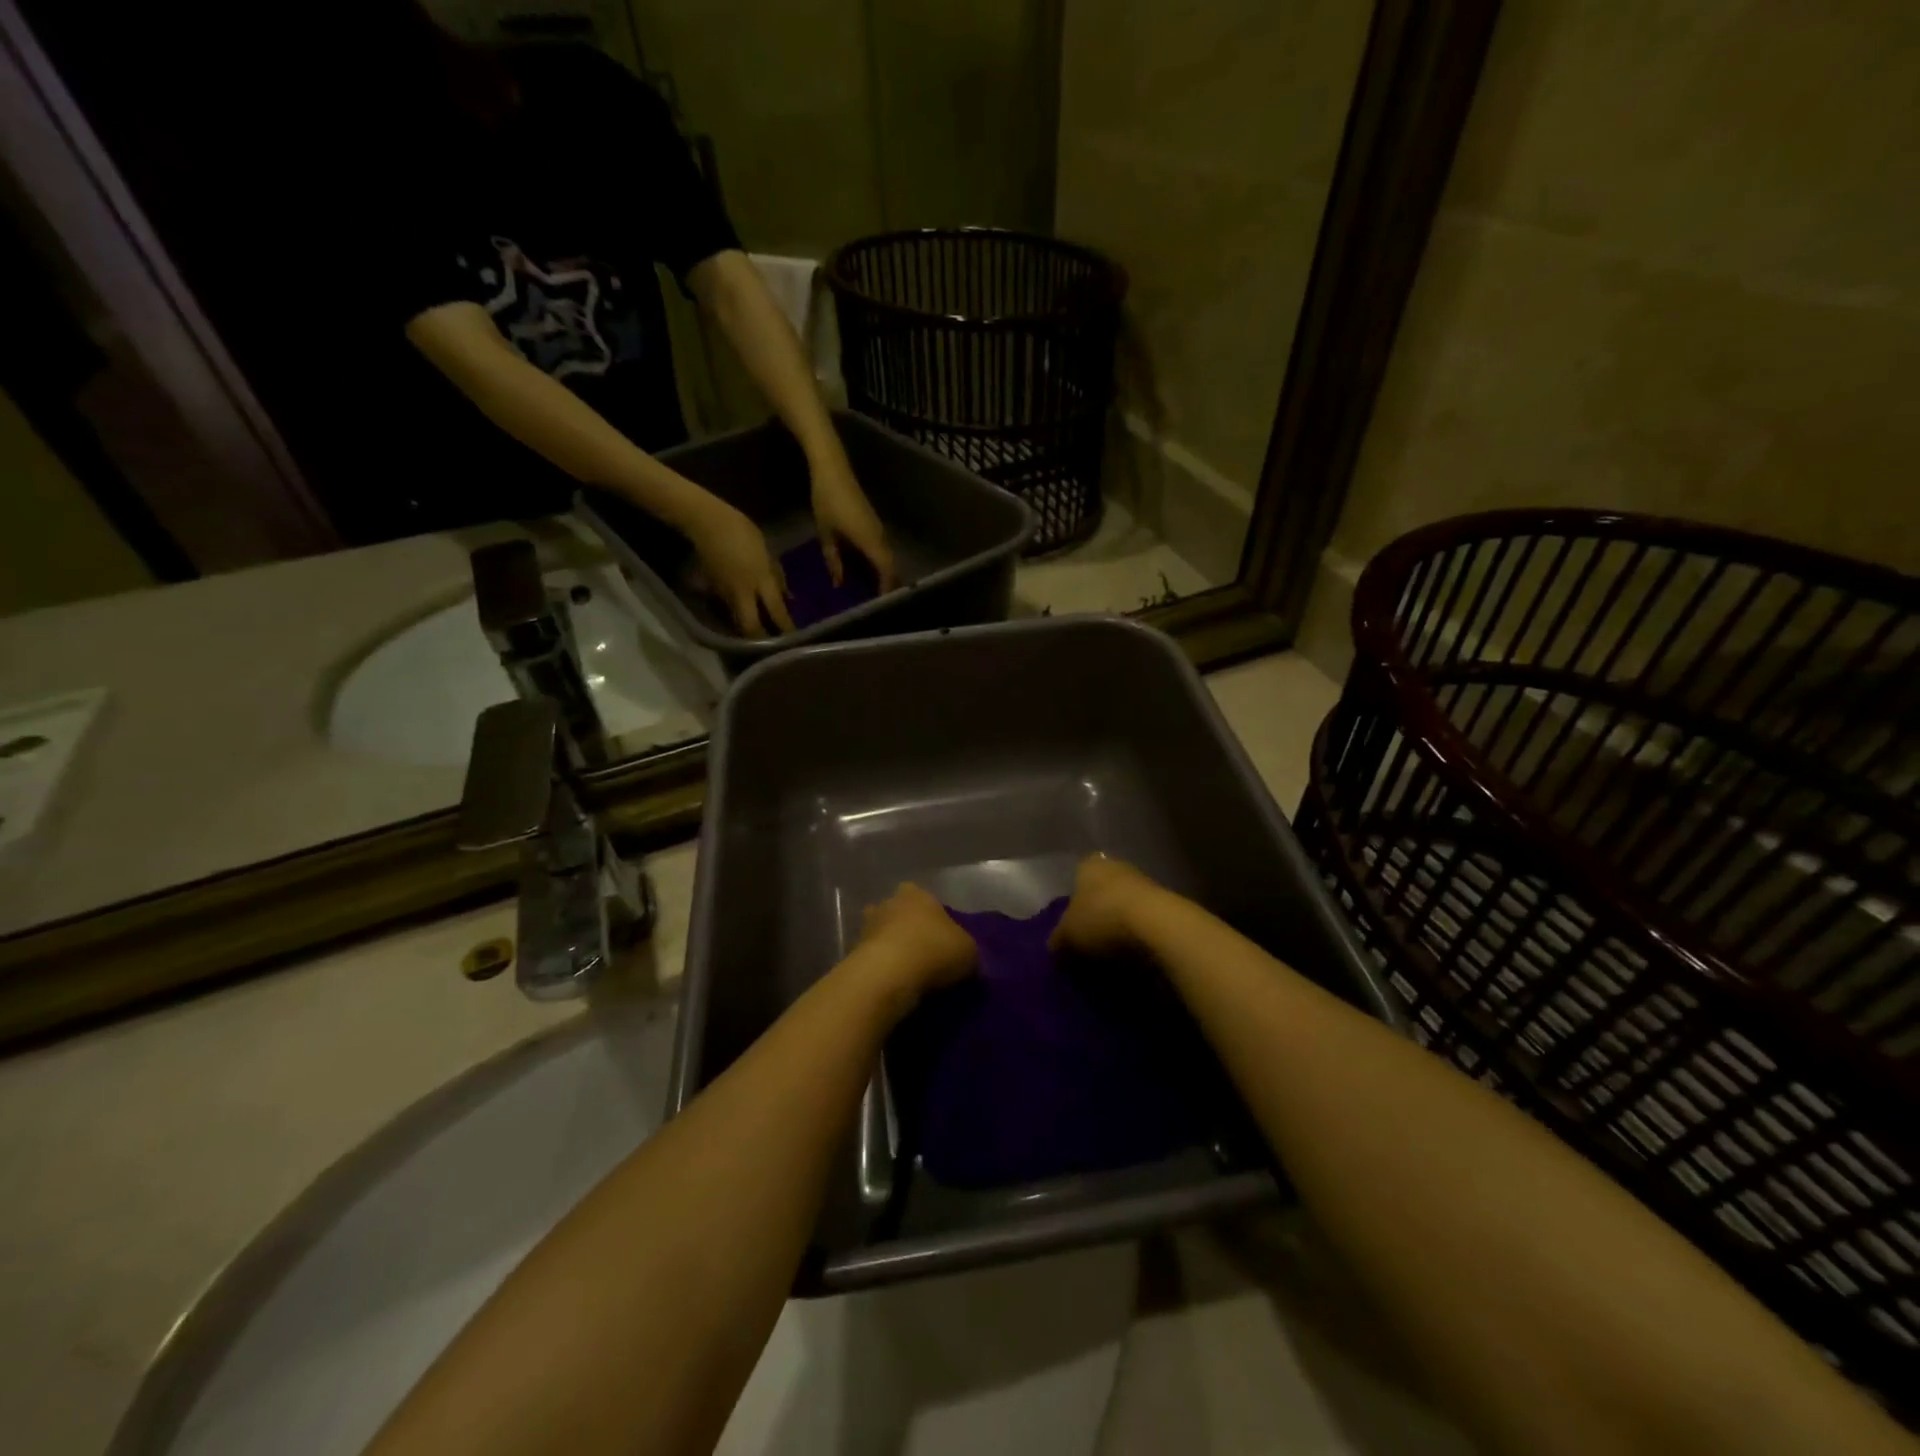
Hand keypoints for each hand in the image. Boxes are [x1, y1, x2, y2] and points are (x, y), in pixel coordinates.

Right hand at [685, 497, 794, 637]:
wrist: (707, 523)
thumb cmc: (743, 531)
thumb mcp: (768, 552)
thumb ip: (778, 577)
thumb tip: (788, 598)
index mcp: (760, 579)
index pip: (776, 611)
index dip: (786, 628)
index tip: (796, 639)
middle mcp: (742, 592)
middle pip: (751, 627)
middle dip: (762, 640)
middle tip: (774, 647)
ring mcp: (725, 593)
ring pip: (738, 622)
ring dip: (750, 631)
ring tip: (762, 638)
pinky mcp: (713, 591)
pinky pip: (730, 610)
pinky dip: (741, 617)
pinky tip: (747, 617)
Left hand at [809, 450, 897, 592]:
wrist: (833, 468)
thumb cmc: (827, 500)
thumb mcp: (826, 534)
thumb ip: (833, 560)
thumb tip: (839, 583)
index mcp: (870, 541)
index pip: (886, 571)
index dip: (886, 589)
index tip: (883, 606)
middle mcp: (880, 537)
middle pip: (891, 567)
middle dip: (888, 586)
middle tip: (880, 604)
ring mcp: (879, 529)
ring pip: (888, 558)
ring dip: (884, 574)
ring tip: (874, 592)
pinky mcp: (874, 523)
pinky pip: (882, 549)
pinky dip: (879, 563)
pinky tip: (868, 571)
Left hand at [856, 883, 975, 998]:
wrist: (888, 976)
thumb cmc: (934, 951)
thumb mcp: (969, 951)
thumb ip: (966, 948)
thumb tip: (964, 957)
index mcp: (917, 893)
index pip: (927, 899)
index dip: (936, 918)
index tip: (944, 939)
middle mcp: (888, 903)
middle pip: (900, 914)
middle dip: (908, 931)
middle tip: (925, 956)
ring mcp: (866, 927)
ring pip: (883, 936)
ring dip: (892, 951)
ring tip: (909, 976)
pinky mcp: (852, 954)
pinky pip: (873, 960)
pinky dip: (881, 971)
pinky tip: (894, 987)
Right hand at [1049, 855, 1163, 957]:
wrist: (1159, 925)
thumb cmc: (1102, 918)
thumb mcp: (1068, 935)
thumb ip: (1058, 940)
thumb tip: (1054, 947)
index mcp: (1089, 865)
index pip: (1077, 878)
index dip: (1073, 902)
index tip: (1071, 925)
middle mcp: (1117, 866)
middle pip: (1102, 891)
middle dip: (1097, 913)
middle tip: (1088, 941)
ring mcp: (1145, 882)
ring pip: (1125, 904)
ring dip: (1120, 924)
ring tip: (1111, 953)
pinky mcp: (1168, 904)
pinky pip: (1144, 920)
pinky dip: (1139, 935)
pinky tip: (1133, 954)